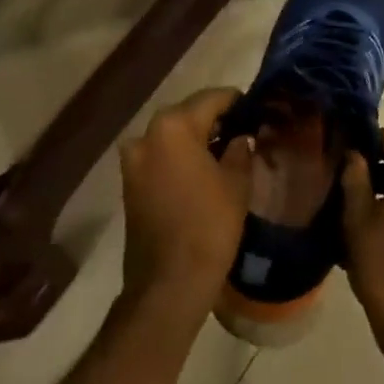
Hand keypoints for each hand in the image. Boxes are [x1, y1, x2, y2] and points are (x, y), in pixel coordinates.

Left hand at [119, 88, 253, 315]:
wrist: (168, 285)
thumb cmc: (208, 226)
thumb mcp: (236, 183)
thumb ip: (240, 149)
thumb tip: (240, 136)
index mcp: (174, 126)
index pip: (212, 99)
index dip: (237, 102)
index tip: (255, 109)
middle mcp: (148, 133)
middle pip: (188, 114)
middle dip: (214, 120)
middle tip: (242, 131)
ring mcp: (134, 159)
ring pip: (172, 135)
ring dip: (195, 139)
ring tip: (223, 153)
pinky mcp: (129, 183)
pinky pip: (160, 156)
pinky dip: (179, 157)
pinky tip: (201, 172)